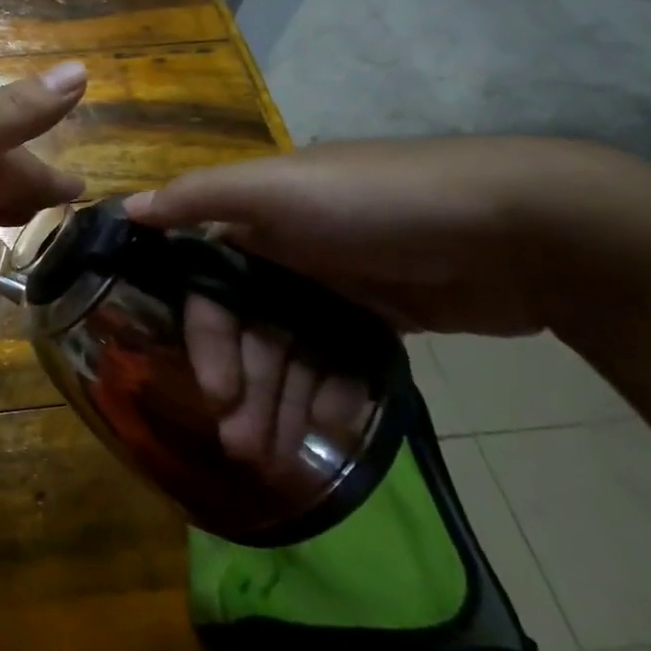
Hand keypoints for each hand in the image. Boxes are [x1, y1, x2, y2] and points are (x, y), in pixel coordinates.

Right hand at [125, 138, 582, 483]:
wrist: (522, 225)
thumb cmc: (377, 203)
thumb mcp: (278, 188)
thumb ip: (199, 198)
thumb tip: (128, 209)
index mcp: (255, 224)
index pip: (212, 293)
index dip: (210, 344)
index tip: (218, 395)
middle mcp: (287, 255)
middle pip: (252, 333)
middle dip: (247, 390)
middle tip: (247, 449)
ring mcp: (337, 289)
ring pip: (295, 356)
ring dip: (285, 406)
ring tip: (283, 461)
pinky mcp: (384, 317)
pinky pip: (343, 363)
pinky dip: (336, 396)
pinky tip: (339, 429)